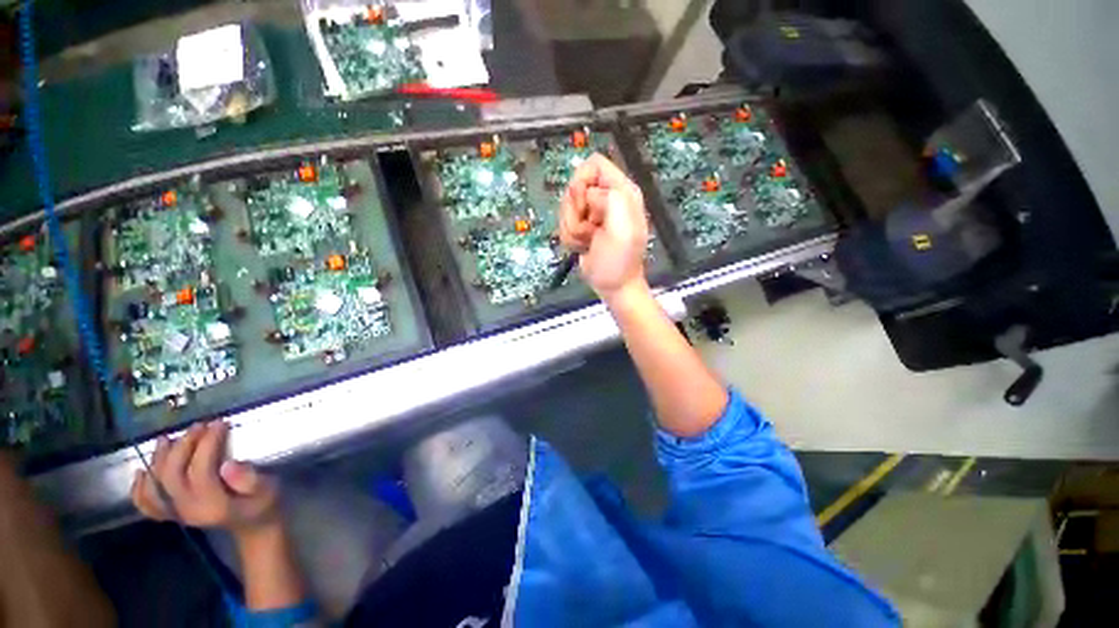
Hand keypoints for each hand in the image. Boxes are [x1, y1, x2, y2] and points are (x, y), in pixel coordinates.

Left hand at [131, 421, 280, 540]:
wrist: (253, 525)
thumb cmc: (264, 502)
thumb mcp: (267, 490)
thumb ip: (250, 479)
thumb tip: (229, 464)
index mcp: (213, 505)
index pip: (200, 471)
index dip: (206, 444)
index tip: (219, 423)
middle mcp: (188, 510)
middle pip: (172, 475)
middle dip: (182, 446)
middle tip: (198, 426)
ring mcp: (176, 513)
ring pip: (155, 485)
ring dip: (159, 459)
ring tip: (169, 438)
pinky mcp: (172, 513)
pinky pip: (146, 502)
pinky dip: (139, 487)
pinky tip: (142, 472)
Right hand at [559, 153, 649, 299]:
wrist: (614, 286)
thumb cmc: (619, 259)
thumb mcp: (622, 227)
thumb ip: (610, 198)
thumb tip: (588, 196)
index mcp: (621, 191)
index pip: (593, 164)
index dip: (582, 182)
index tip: (583, 205)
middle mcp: (606, 198)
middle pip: (574, 187)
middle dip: (575, 212)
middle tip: (590, 230)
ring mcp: (593, 214)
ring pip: (566, 207)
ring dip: (572, 228)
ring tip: (589, 241)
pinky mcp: (583, 227)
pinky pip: (564, 223)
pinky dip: (570, 238)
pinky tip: (584, 247)